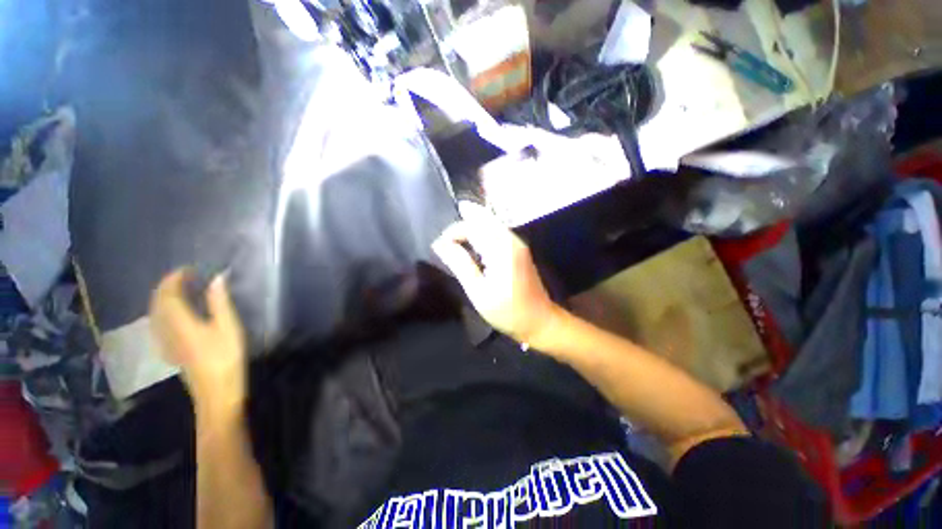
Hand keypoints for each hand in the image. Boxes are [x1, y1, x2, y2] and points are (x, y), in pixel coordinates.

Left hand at [149, 269, 245, 408]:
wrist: (216, 392)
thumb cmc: (225, 358)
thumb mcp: (228, 328)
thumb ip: (220, 302)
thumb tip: (217, 278)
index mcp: (180, 323)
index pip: (167, 295)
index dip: (173, 279)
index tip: (187, 269)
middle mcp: (166, 330)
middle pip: (157, 304)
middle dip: (166, 287)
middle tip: (183, 276)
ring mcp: (166, 342)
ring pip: (156, 314)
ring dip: (163, 298)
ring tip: (179, 290)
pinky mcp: (171, 350)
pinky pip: (160, 323)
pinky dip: (165, 311)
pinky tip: (175, 313)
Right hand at [432, 206, 561, 346]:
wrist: (540, 320)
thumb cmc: (507, 311)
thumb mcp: (478, 292)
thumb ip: (460, 264)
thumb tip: (440, 245)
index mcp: (501, 250)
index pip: (472, 227)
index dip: (452, 233)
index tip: (438, 247)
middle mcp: (511, 240)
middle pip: (482, 219)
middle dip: (461, 225)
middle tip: (444, 240)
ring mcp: (517, 242)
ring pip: (490, 222)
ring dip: (471, 226)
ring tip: (453, 239)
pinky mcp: (519, 248)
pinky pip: (497, 230)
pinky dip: (481, 231)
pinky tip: (472, 241)